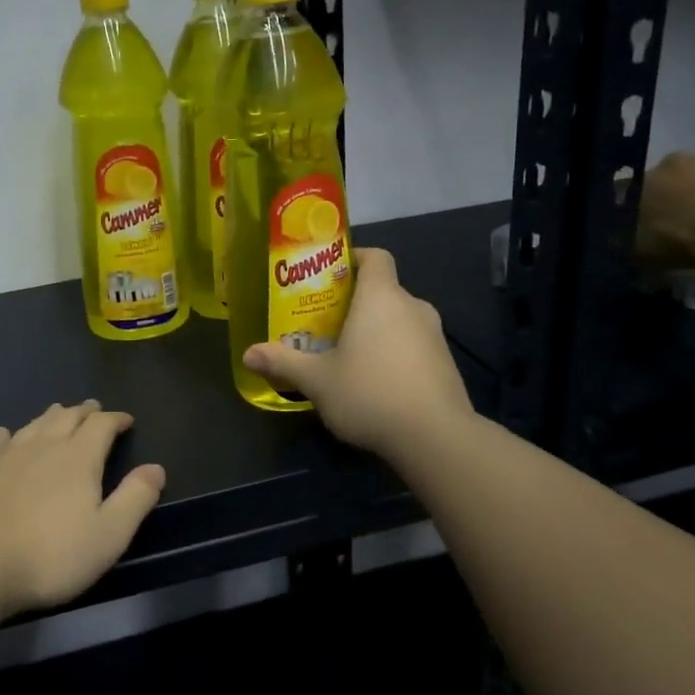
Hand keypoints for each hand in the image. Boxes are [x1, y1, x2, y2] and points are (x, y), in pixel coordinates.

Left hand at [0, 400, 164, 618]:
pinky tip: (2, 434)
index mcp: (78, 458)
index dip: (116, 419)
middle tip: (93, 408)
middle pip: (66, 418)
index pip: (101, 425)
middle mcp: (42, 446)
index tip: (126, 420)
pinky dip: (4, 436)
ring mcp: (4, 457)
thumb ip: (135, 498)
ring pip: (32, 425)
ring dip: (49, 416)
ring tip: (58, 411)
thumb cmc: (49, 556)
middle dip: (83, 411)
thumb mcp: (108, 535)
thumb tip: (156, 467)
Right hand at [240, 248, 472, 461]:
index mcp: (381, 297)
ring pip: (399, 319)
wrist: (436, 437)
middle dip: (355, 302)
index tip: (331, 275)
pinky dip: (395, 353)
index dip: (354, 258)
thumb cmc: (370, 393)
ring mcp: (435, 336)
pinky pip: (414, 345)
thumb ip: (283, 362)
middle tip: (325, 322)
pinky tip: (375, 382)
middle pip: (384, 290)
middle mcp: (413, 307)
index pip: (376, 256)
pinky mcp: (446, 364)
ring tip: (347, 354)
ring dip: (376, 330)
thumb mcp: (317, 380)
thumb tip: (248, 354)